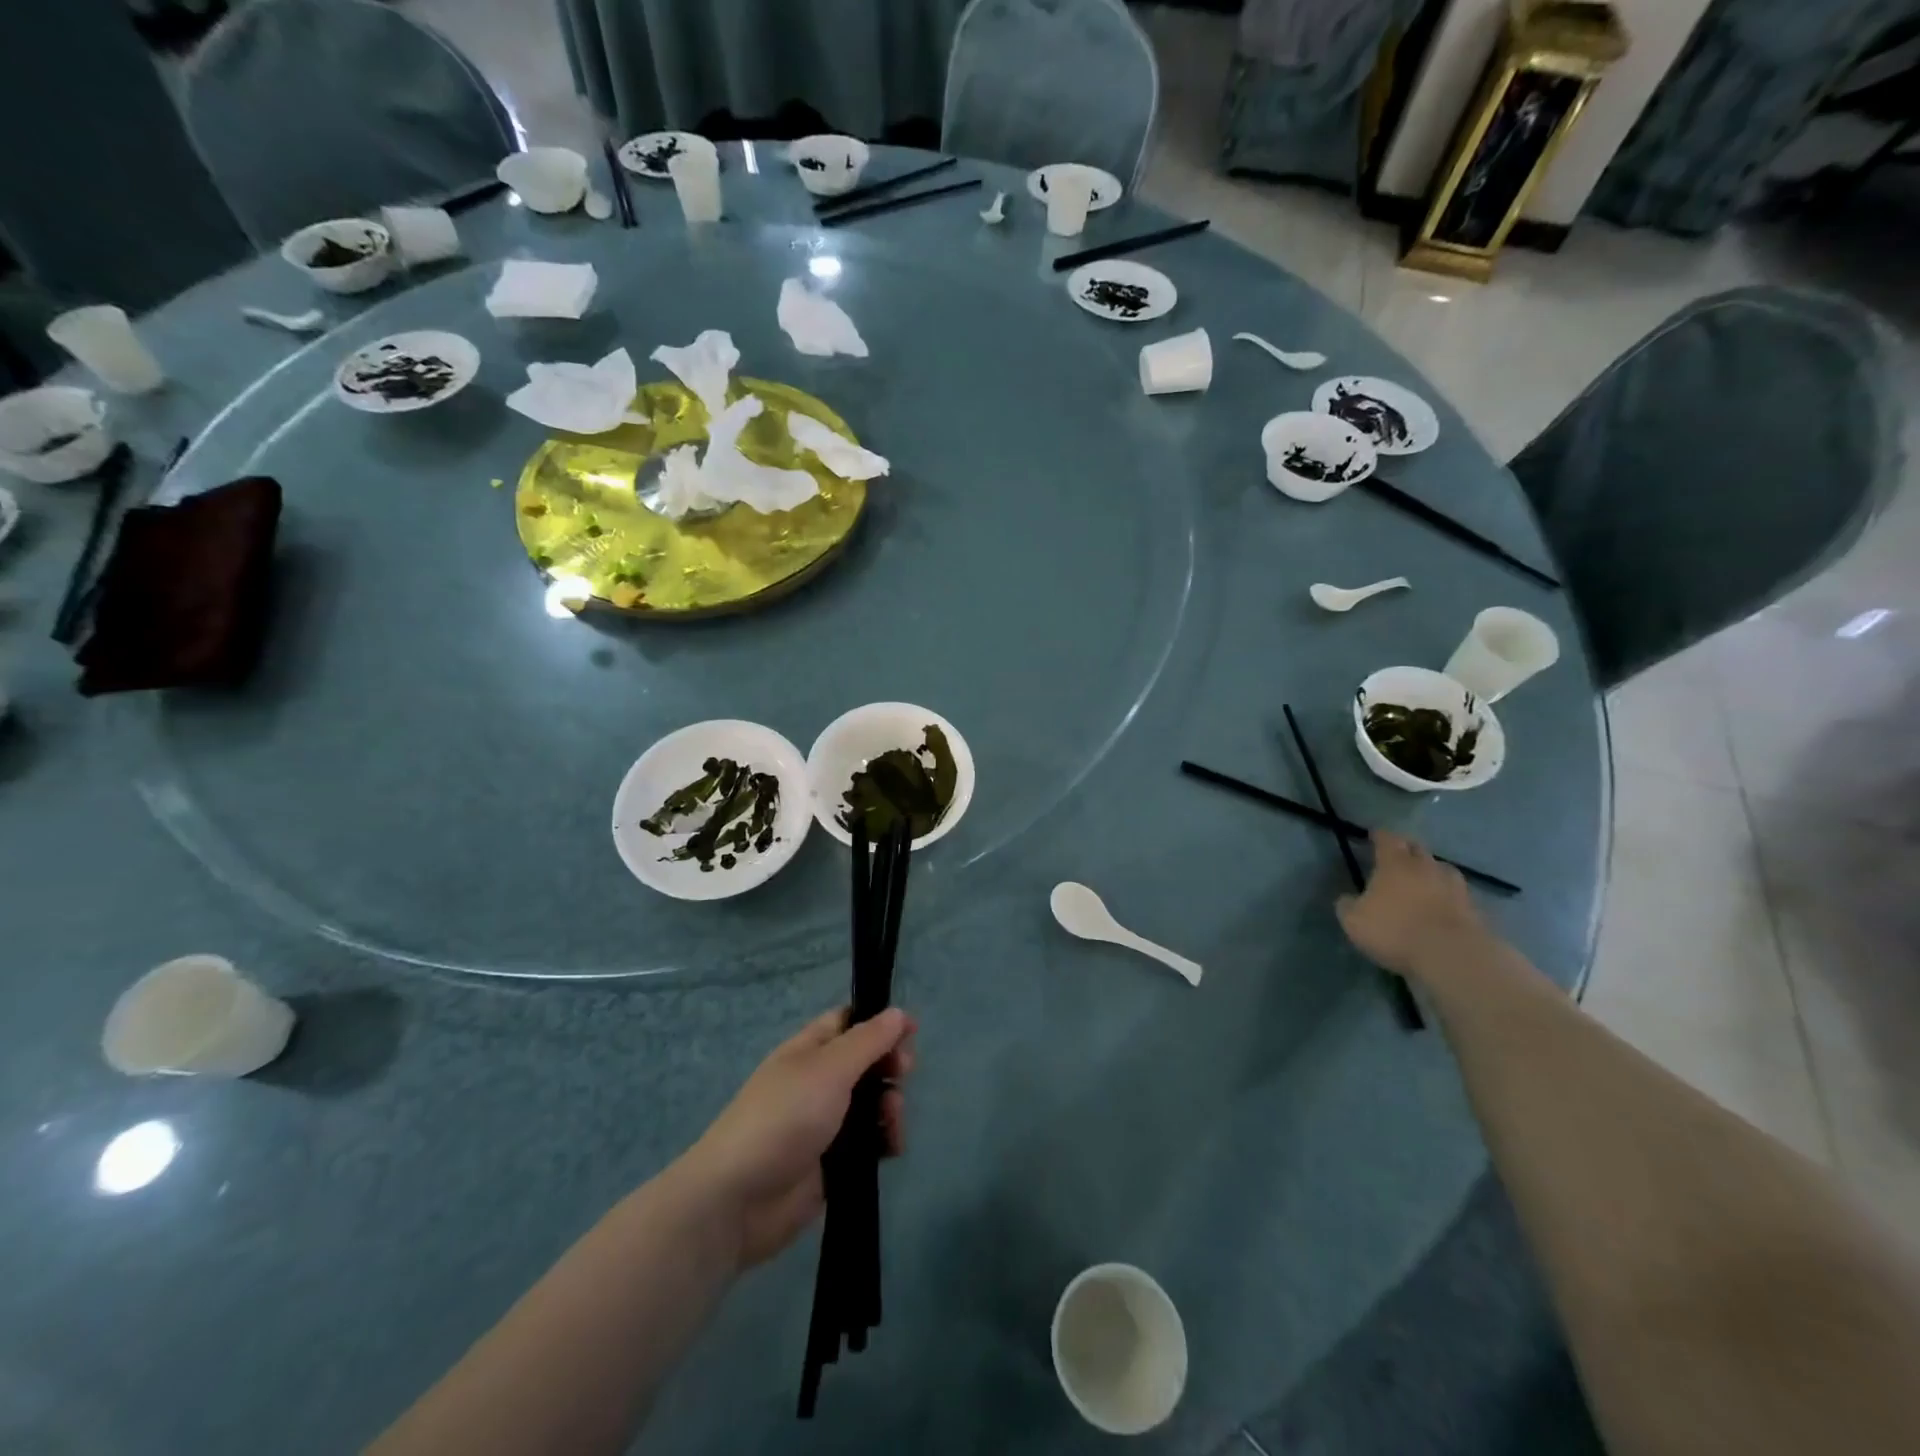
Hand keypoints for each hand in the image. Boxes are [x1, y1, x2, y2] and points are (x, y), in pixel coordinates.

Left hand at [679, 1007, 914, 1270]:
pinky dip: (884, 1141)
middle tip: (902, 1074)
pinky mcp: (833, 1163)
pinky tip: (890, 1148)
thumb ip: (868, 1041)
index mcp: (809, 1050)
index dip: (880, 1021)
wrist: (739, 1200)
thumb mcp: (829, 1068)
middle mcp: (818, 1081)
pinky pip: (869, 1142)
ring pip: (872, 1103)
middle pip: (867, 1062)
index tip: (912, 1030)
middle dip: (890, 1065)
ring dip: (891, 1106)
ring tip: (892, 1120)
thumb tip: (897, 1012)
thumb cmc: (784, 1118)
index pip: (849, 1022)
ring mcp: (825, 1123)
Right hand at [1336, 831, 1485, 982]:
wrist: (1452, 955)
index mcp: (1395, 864)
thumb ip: (1347, 905)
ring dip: (1432, 871)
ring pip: (1442, 869)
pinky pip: (1458, 895)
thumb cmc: (1395, 930)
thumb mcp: (1354, 921)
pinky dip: (1449, 897)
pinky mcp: (1474, 909)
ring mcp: (1455, 887)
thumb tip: (1348, 898)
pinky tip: (1444, 906)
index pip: (1387, 839)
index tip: (1374, 834)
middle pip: (1418, 849)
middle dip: (1408, 848)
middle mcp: (1426, 868)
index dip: (1379, 836)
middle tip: (1399, 854)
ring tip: (1425, 880)